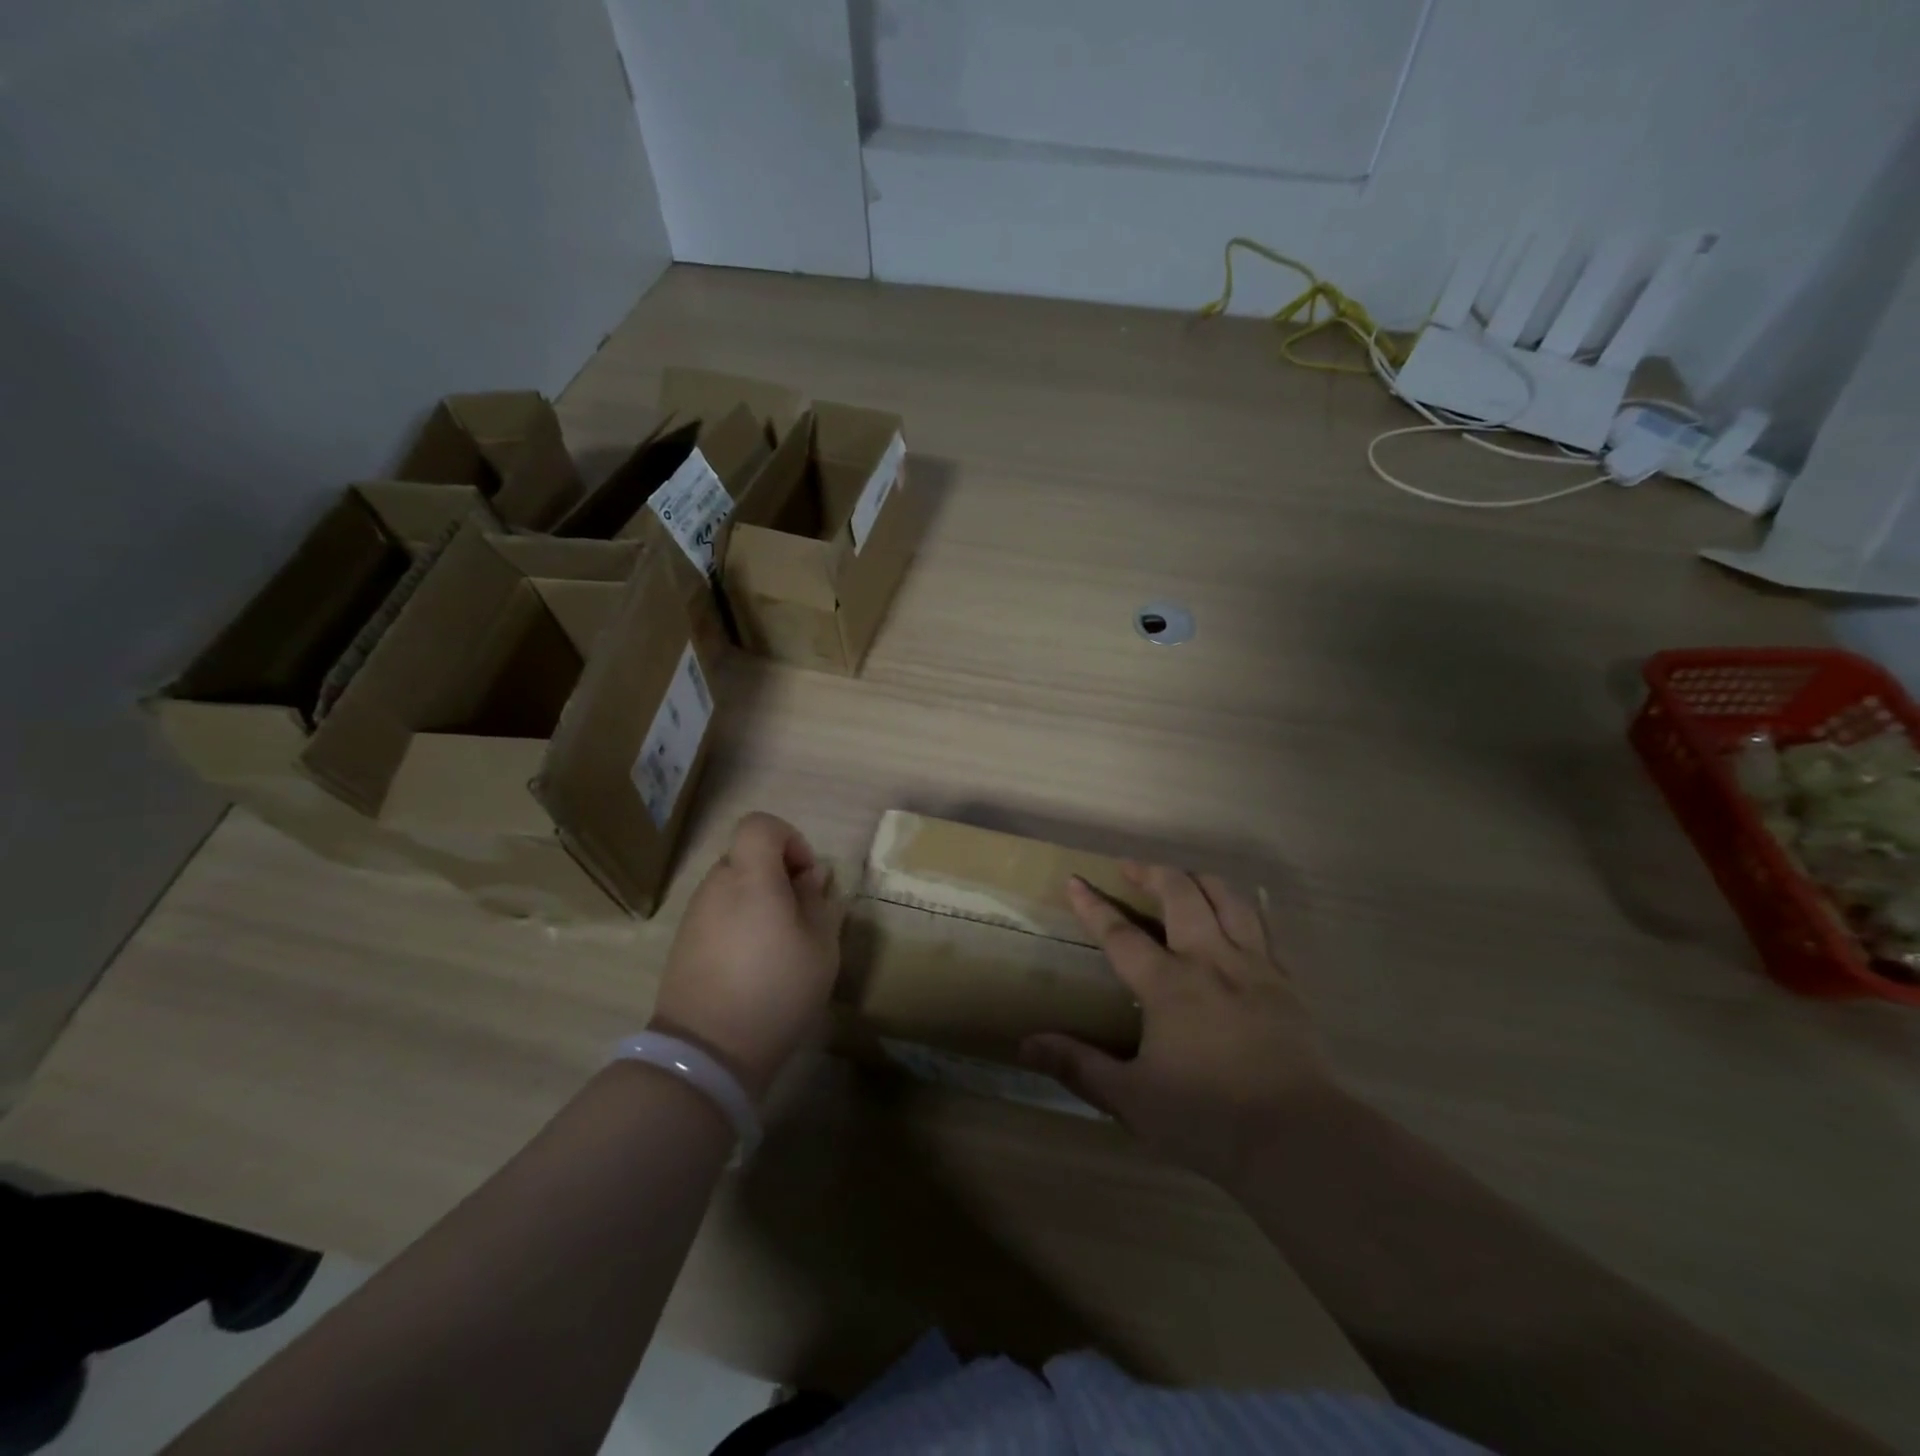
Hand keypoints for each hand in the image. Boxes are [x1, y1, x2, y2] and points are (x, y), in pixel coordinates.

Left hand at [650, 813, 844, 1101]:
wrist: (707, 1051)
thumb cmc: (776, 990)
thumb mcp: (820, 947)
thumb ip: (819, 903)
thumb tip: (812, 877)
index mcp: (751, 877)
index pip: (760, 825)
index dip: (789, 839)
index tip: (806, 878)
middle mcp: (716, 886)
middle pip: (748, 856)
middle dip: (779, 875)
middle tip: (801, 916)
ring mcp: (695, 914)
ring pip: (733, 886)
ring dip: (759, 901)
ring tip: (780, 945)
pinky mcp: (684, 943)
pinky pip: (718, 914)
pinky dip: (739, 923)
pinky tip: (753, 964)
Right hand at [1022, 865, 1334, 1184]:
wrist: (1297, 1139)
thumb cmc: (1207, 1118)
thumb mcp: (1131, 1099)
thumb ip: (1078, 1066)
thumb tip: (1024, 1044)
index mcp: (1168, 984)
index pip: (1120, 933)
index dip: (1093, 905)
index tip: (1075, 880)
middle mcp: (1210, 960)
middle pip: (1180, 895)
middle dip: (1151, 872)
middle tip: (1131, 867)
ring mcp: (1253, 967)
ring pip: (1228, 899)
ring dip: (1200, 880)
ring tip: (1184, 878)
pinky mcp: (1286, 983)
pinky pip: (1266, 927)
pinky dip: (1245, 908)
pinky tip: (1239, 913)